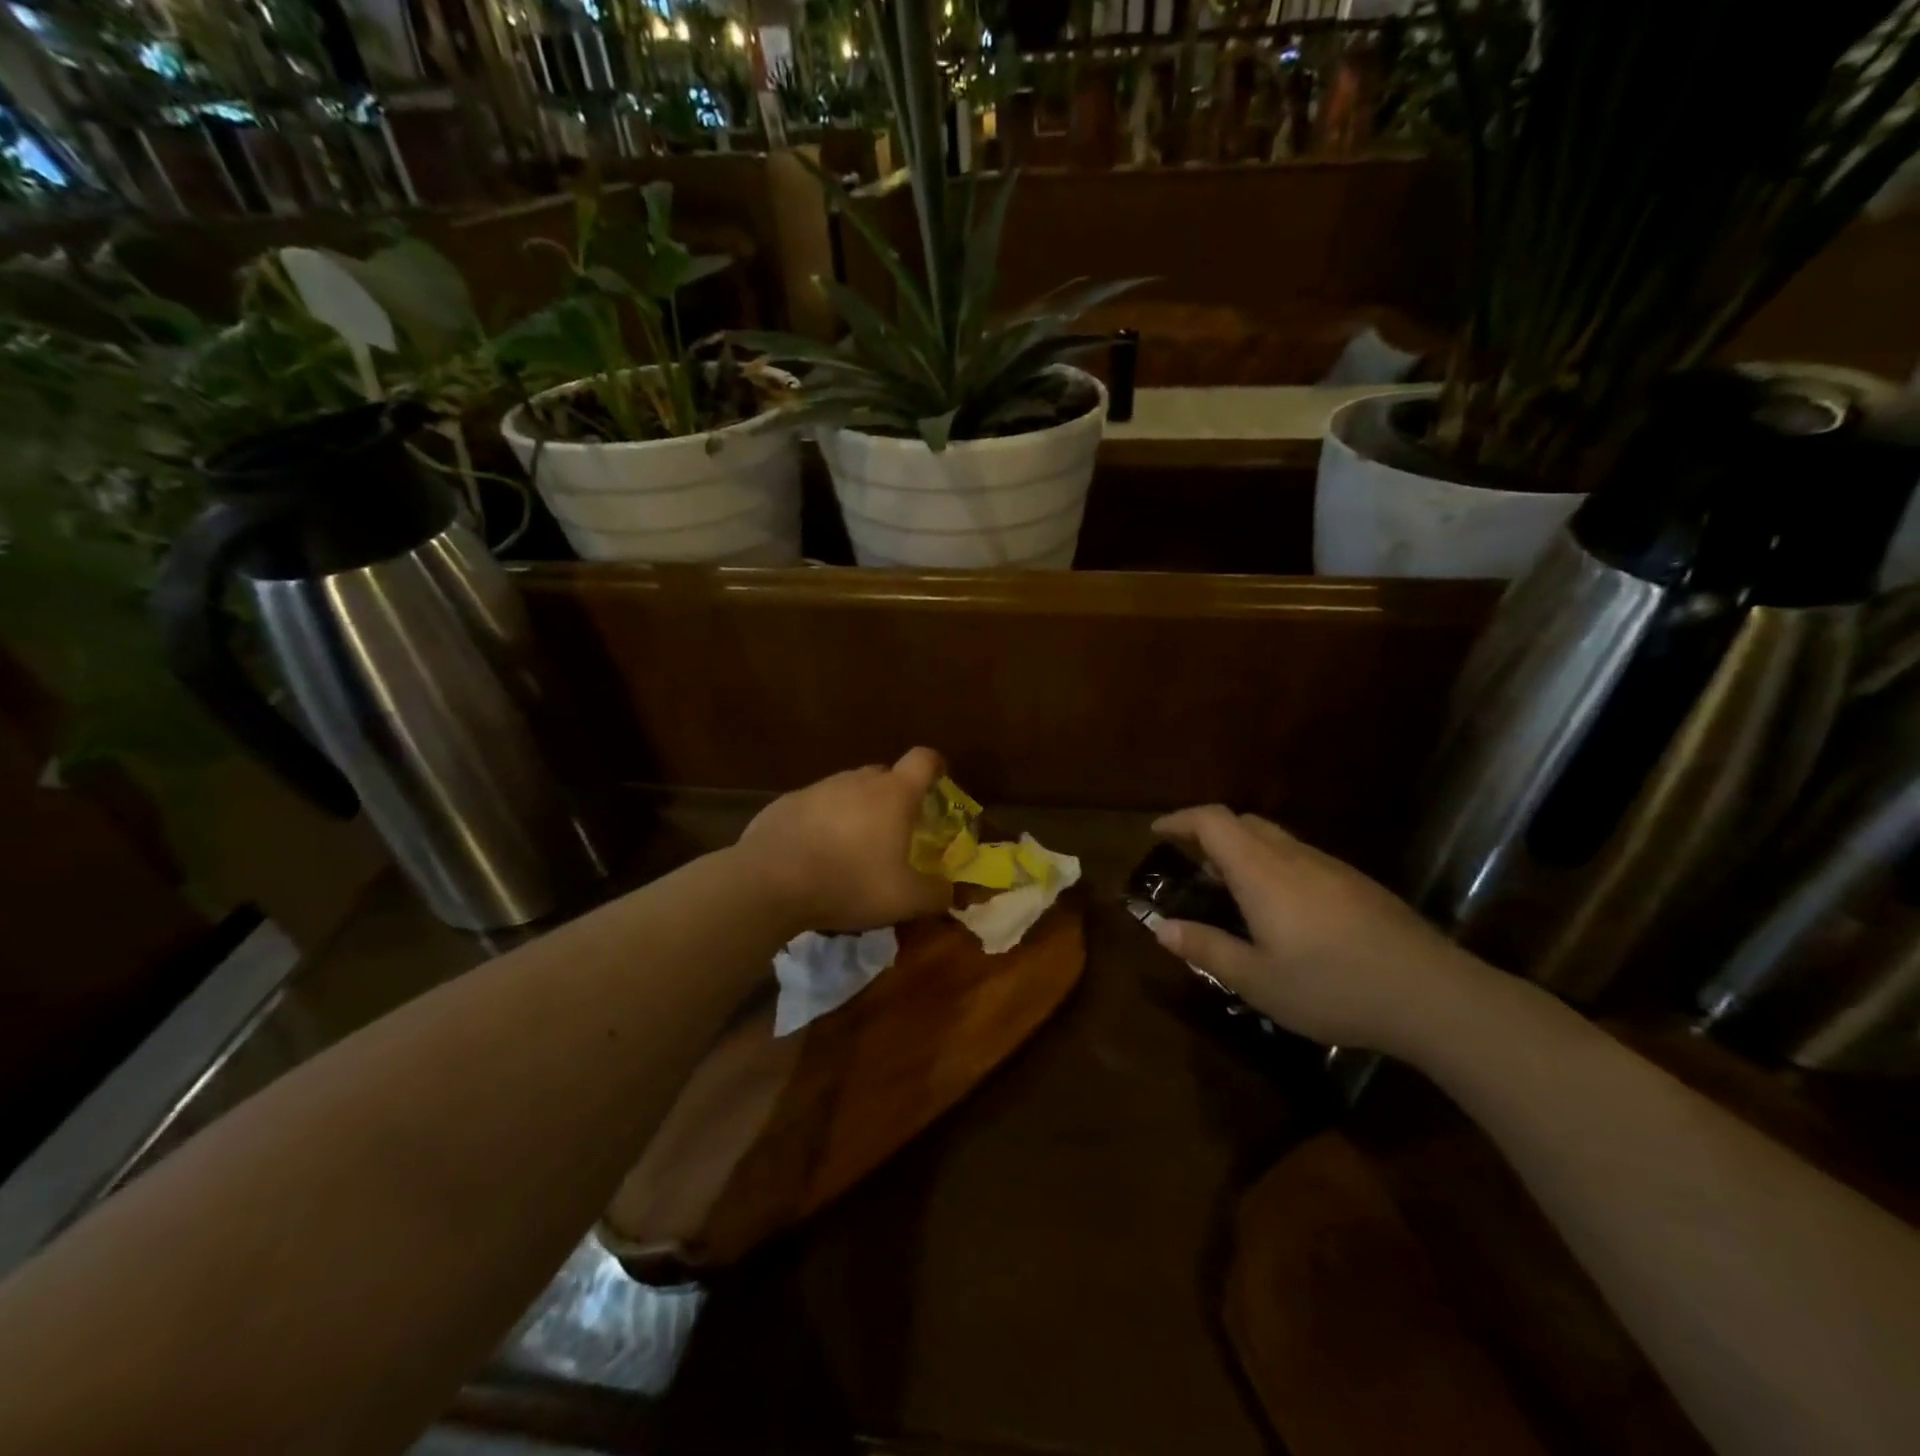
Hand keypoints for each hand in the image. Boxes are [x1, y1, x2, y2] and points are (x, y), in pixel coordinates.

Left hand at [736, 748, 953, 933]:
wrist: (769, 882)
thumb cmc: (849, 882)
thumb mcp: (905, 900)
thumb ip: (936, 893)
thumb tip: (949, 890)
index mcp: (893, 794)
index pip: (924, 760)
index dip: (935, 767)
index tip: (938, 784)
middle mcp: (856, 781)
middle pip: (884, 776)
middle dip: (894, 798)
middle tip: (895, 832)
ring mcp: (817, 789)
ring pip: (847, 791)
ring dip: (855, 812)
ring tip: (851, 851)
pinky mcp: (785, 804)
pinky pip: (814, 808)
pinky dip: (821, 824)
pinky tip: (813, 857)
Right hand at [1150, 806, 1479, 1051]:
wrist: (1434, 996)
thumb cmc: (1333, 987)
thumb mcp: (1257, 980)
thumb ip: (1207, 948)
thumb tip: (1161, 928)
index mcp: (1261, 872)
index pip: (1212, 821)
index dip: (1180, 820)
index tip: (1156, 832)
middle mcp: (1294, 857)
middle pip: (1244, 821)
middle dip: (1209, 832)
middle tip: (1190, 863)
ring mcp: (1331, 868)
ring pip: (1276, 838)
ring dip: (1244, 849)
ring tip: (1231, 889)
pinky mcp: (1358, 885)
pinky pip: (1301, 858)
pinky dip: (1274, 865)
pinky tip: (1283, 910)